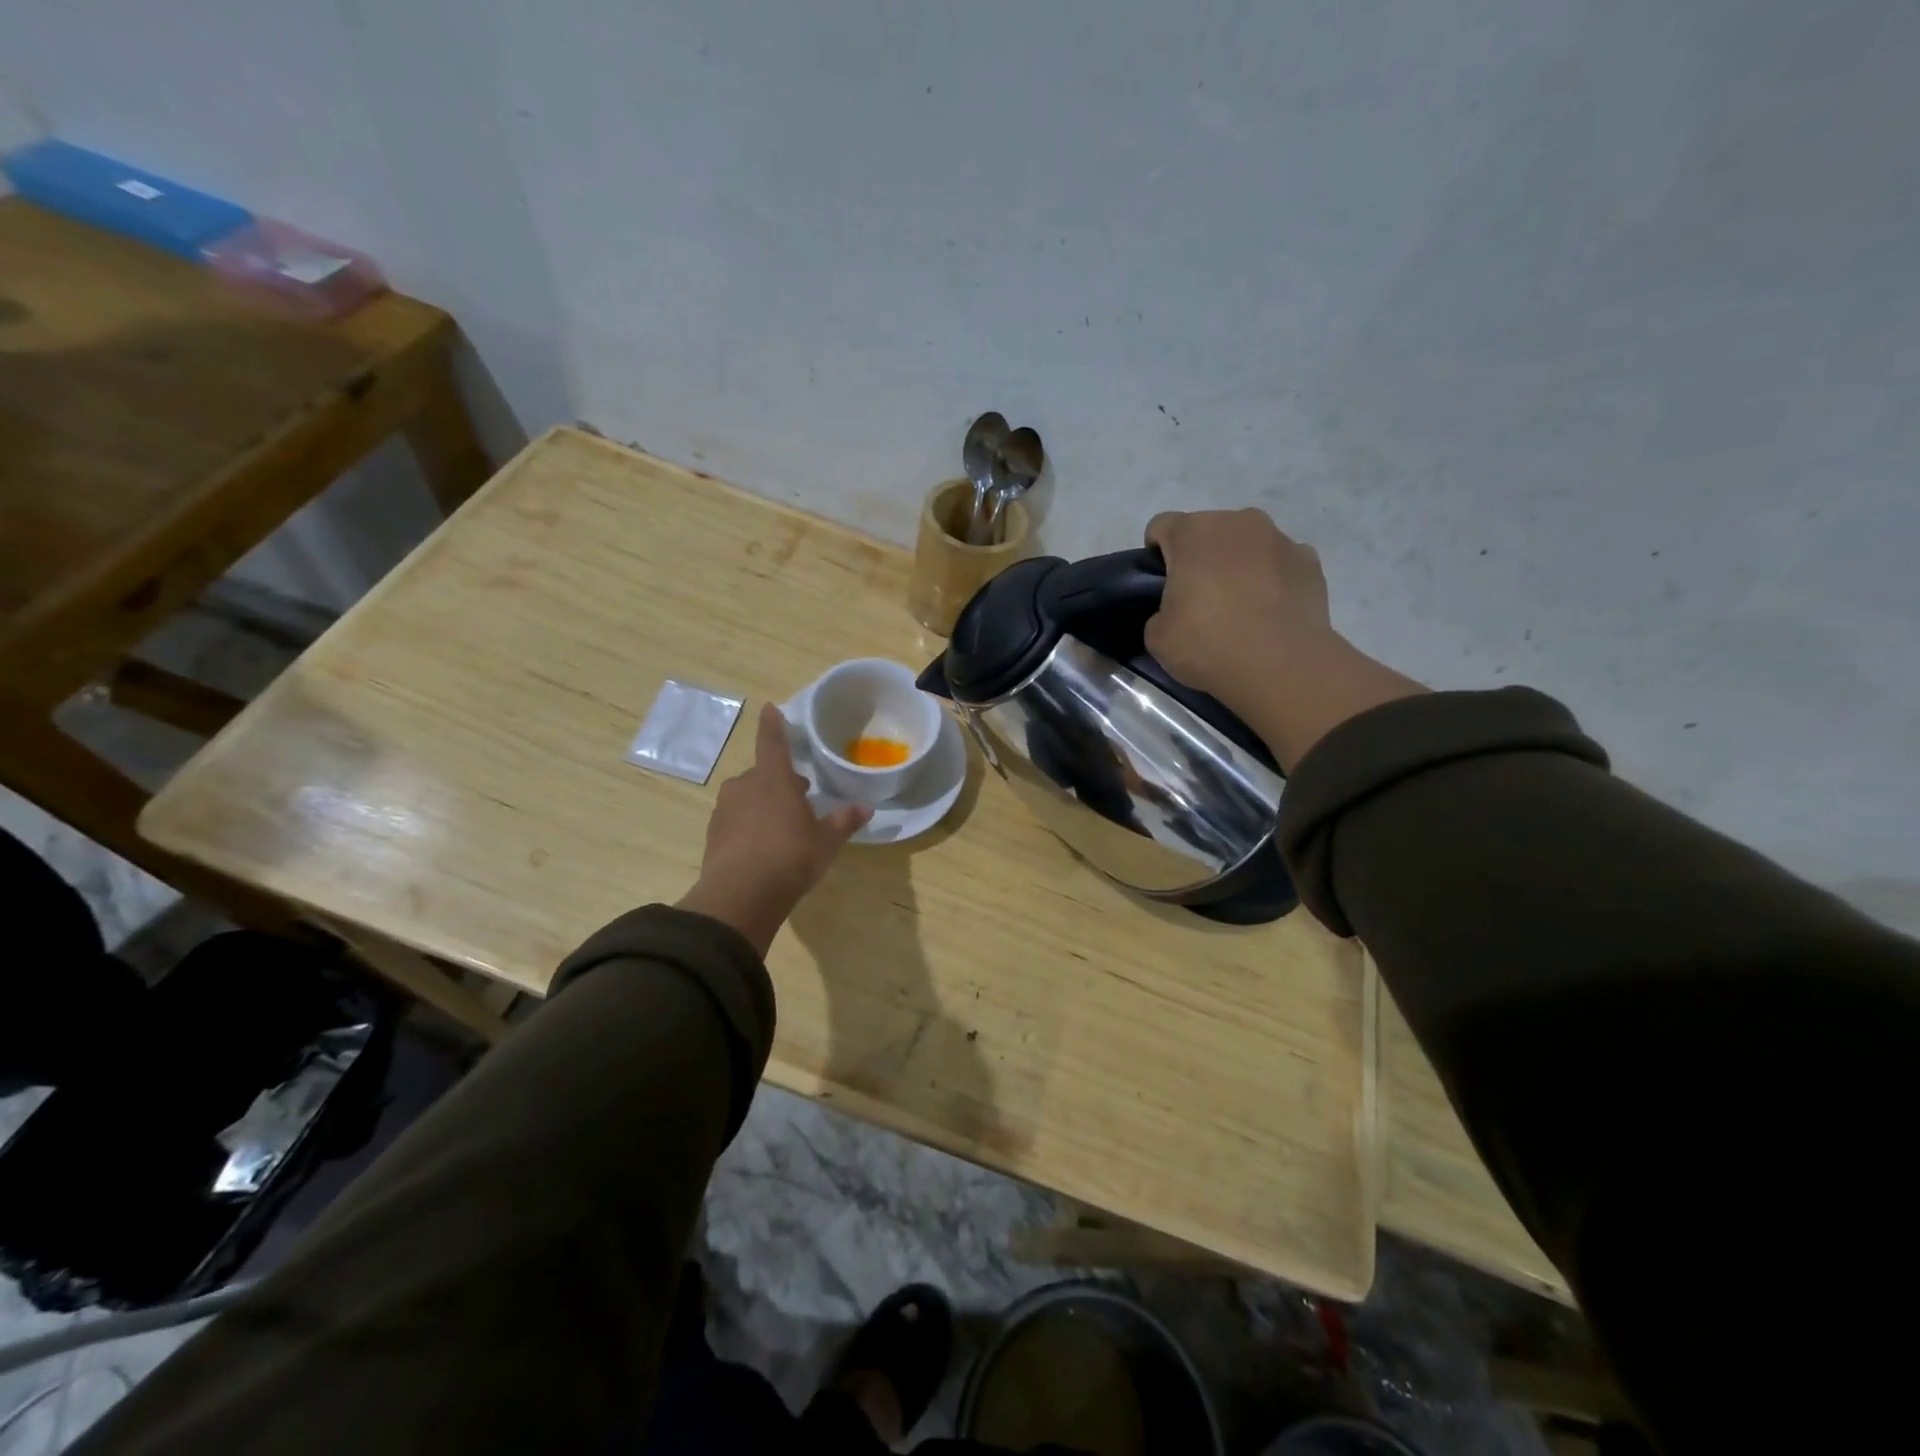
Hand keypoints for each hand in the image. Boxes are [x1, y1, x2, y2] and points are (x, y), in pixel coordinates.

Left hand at [676, 705, 870, 954]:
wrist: (740, 896)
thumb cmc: (790, 856)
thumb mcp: (825, 841)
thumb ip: (843, 821)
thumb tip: (866, 809)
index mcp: (773, 779)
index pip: (773, 742)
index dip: (773, 724)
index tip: (769, 708)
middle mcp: (745, 786)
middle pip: (762, 774)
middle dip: (779, 781)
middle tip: (800, 796)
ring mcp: (725, 810)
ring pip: (747, 797)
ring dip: (763, 804)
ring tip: (783, 826)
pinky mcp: (713, 835)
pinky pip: (735, 820)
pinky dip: (749, 826)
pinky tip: (763, 847)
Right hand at [1145, 509, 1425, 769]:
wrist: (1281, 665)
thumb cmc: (1208, 644)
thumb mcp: (1157, 637)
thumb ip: (1160, 611)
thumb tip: (1176, 612)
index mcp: (1192, 533)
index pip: (1161, 526)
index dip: (1156, 554)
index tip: (1161, 585)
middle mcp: (1237, 522)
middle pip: (1208, 531)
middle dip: (1201, 557)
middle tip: (1199, 600)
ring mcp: (1279, 538)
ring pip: (1247, 544)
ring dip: (1238, 564)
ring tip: (1241, 607)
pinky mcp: (1310, 560)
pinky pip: (1280, 563)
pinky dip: (1273, 579)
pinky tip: (1271, 612)